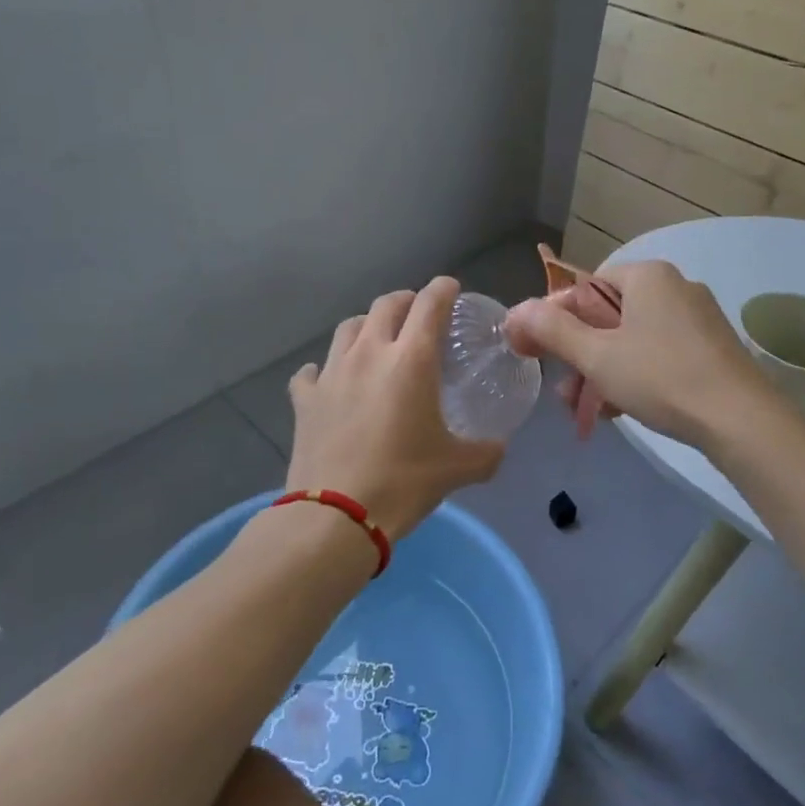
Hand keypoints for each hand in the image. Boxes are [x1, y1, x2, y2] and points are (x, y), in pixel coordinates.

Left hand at [286, 277, 503, 544]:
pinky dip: (323, 370)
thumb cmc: (403, 482)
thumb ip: (486, 453)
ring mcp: (332, 372)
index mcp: (411, 359)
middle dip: (405, 301)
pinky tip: (329, 380)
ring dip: (366, 326)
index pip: (429, 303)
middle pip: (386, 305)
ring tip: (376, 341)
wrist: (335, 516)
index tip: (451, 289)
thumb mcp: (457, 469)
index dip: (443, 289)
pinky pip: (311, 371)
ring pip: (348, 328)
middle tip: (418, 315)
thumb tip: (499, 448)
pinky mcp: (305, 398)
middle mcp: (370, 353)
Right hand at [505, 258, 774, 448]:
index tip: (536, 354)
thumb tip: (515, 312)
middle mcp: (674, 286)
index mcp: (646, 275)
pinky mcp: (712, 346)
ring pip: (632, 338)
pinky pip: (659, 352)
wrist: (742, 421)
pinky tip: (621, 409)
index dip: (555, 321)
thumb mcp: (597, 355)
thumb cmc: (661, 377)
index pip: (585, 288)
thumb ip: (553, 330)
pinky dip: (634, 375)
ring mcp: (697, 316)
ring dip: (603, 371)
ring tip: (587, 411)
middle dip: (580, 355)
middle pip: (608, 316)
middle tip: (563, 393)